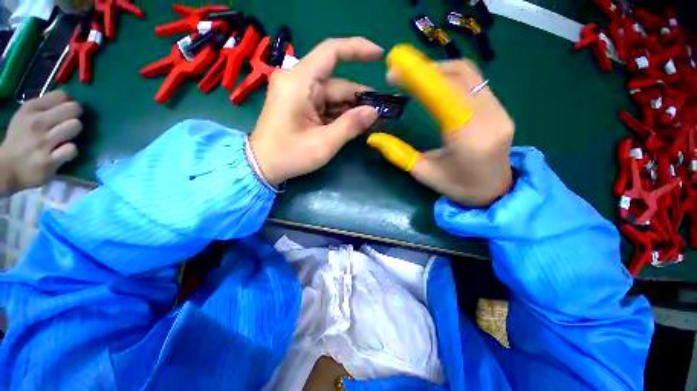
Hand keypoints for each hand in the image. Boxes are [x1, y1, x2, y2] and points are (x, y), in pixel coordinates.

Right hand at [0, 91, 82, 194]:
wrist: (8, 168)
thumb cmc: (21, 139)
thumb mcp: (27, 115)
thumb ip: (47, 106)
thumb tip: (69, 99)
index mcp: (31, 109)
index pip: (62, 95)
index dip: (68, 103)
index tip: (64, 111)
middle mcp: (37, 122)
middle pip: (74, 109)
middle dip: (75, 116)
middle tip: (68, 125)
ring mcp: (43, 142)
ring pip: (75, 126)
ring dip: (74, 133)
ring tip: (65, 139)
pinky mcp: (49, 161)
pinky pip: (72, 149)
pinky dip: (71, 152)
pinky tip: (63, 154)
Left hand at [249, 37, 381, 185]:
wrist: (263, 166)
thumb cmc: (290, 155)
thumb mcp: (324, 144)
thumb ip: (350, 126)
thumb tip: (373, 112)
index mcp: (299, 83)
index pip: (331, 52)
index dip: (357, 50)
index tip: (380, 55)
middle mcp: (298, 82)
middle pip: (336, 83)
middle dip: (359, 98)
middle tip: (380, 112)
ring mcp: (298, 94)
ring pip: (333, 96)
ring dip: (351, 109)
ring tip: (370, 121)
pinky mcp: (300, 105)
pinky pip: (326, 105)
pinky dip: (340, 114)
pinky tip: (354, 124)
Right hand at [370, 59, 513, 206]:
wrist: (496, 191)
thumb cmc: (457, 186)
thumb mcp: (423, 173)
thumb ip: (398, 154)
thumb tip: (373, 138)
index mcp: (468, 138)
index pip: (442, 95)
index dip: (417, 77)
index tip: (393, 70)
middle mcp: (489, 118)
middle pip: (458, 76)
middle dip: (424, 68)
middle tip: (398, 70)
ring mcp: (500, 110)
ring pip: (469, 74)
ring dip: (438, 69)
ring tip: (413, 75)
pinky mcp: (501, 108)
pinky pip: (475, 81)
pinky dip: (451, 76)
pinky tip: (435, 82)